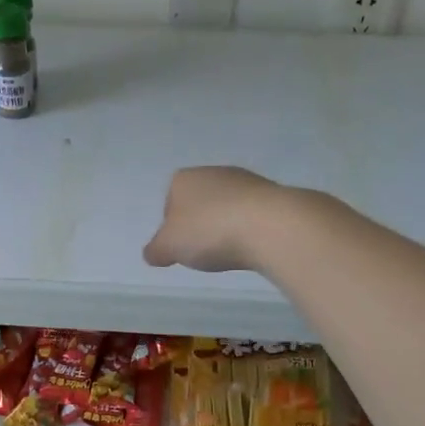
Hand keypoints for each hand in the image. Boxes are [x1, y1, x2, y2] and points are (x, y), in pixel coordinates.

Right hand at [143, 166, 287, 273]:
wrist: (269, 225)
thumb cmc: (209, 231)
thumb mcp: (169, 247)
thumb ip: (156, 250)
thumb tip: (151, 253)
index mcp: (183, 179)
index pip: (170, 201)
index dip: (172, 226)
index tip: (180, 246)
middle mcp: (214, 172)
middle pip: (200, 202)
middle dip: (201, 224)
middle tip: (204, 250)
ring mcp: (246, 180)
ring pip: (227, 206)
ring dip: (226, 226)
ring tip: (230, 251)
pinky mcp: (273, 194)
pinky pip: (252, 214)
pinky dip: (249, 229)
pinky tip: (252, 245)